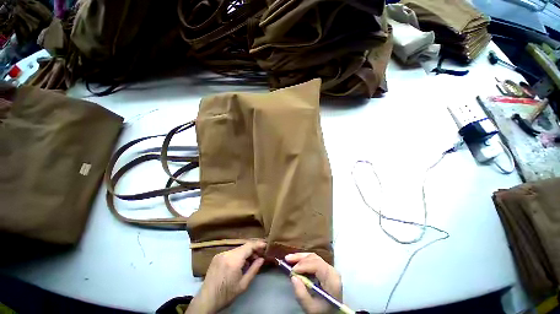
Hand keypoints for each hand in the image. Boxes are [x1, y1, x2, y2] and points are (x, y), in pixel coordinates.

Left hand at [186, 241, 265, 313]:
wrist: (206, 300)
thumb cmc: (226, 294)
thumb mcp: (243, 285)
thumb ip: (254, 270)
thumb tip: (262, 259)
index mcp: (233, 260)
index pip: (249, 246)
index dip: (258, 244)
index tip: (266, 245)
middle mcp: (227, 253)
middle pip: (244, 247)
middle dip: (253, 249)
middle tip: (260, 255)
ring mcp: (221, 254)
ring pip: (238, 249)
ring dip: (246, 252)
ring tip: (251, 260)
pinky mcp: (217, 256)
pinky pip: (231, 252)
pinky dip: (238, 255)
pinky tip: (241, 263)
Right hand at [286, 253, 341, 313]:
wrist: (333, 312)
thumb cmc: (323, 311)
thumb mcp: (312, 308)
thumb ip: (302, 294)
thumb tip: (293, 277)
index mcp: (332, 280)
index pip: (317, 265)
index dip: (304, 265)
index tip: (292, 270)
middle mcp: (332, 270)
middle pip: (315, 258)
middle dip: (300, 258)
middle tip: (287, 260)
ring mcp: (329, 268)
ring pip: (313, 257)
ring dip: (300, 257)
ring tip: (288, 258)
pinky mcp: (325, 268)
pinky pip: (314, 260)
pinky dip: (304, 259)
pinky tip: (295, 261)